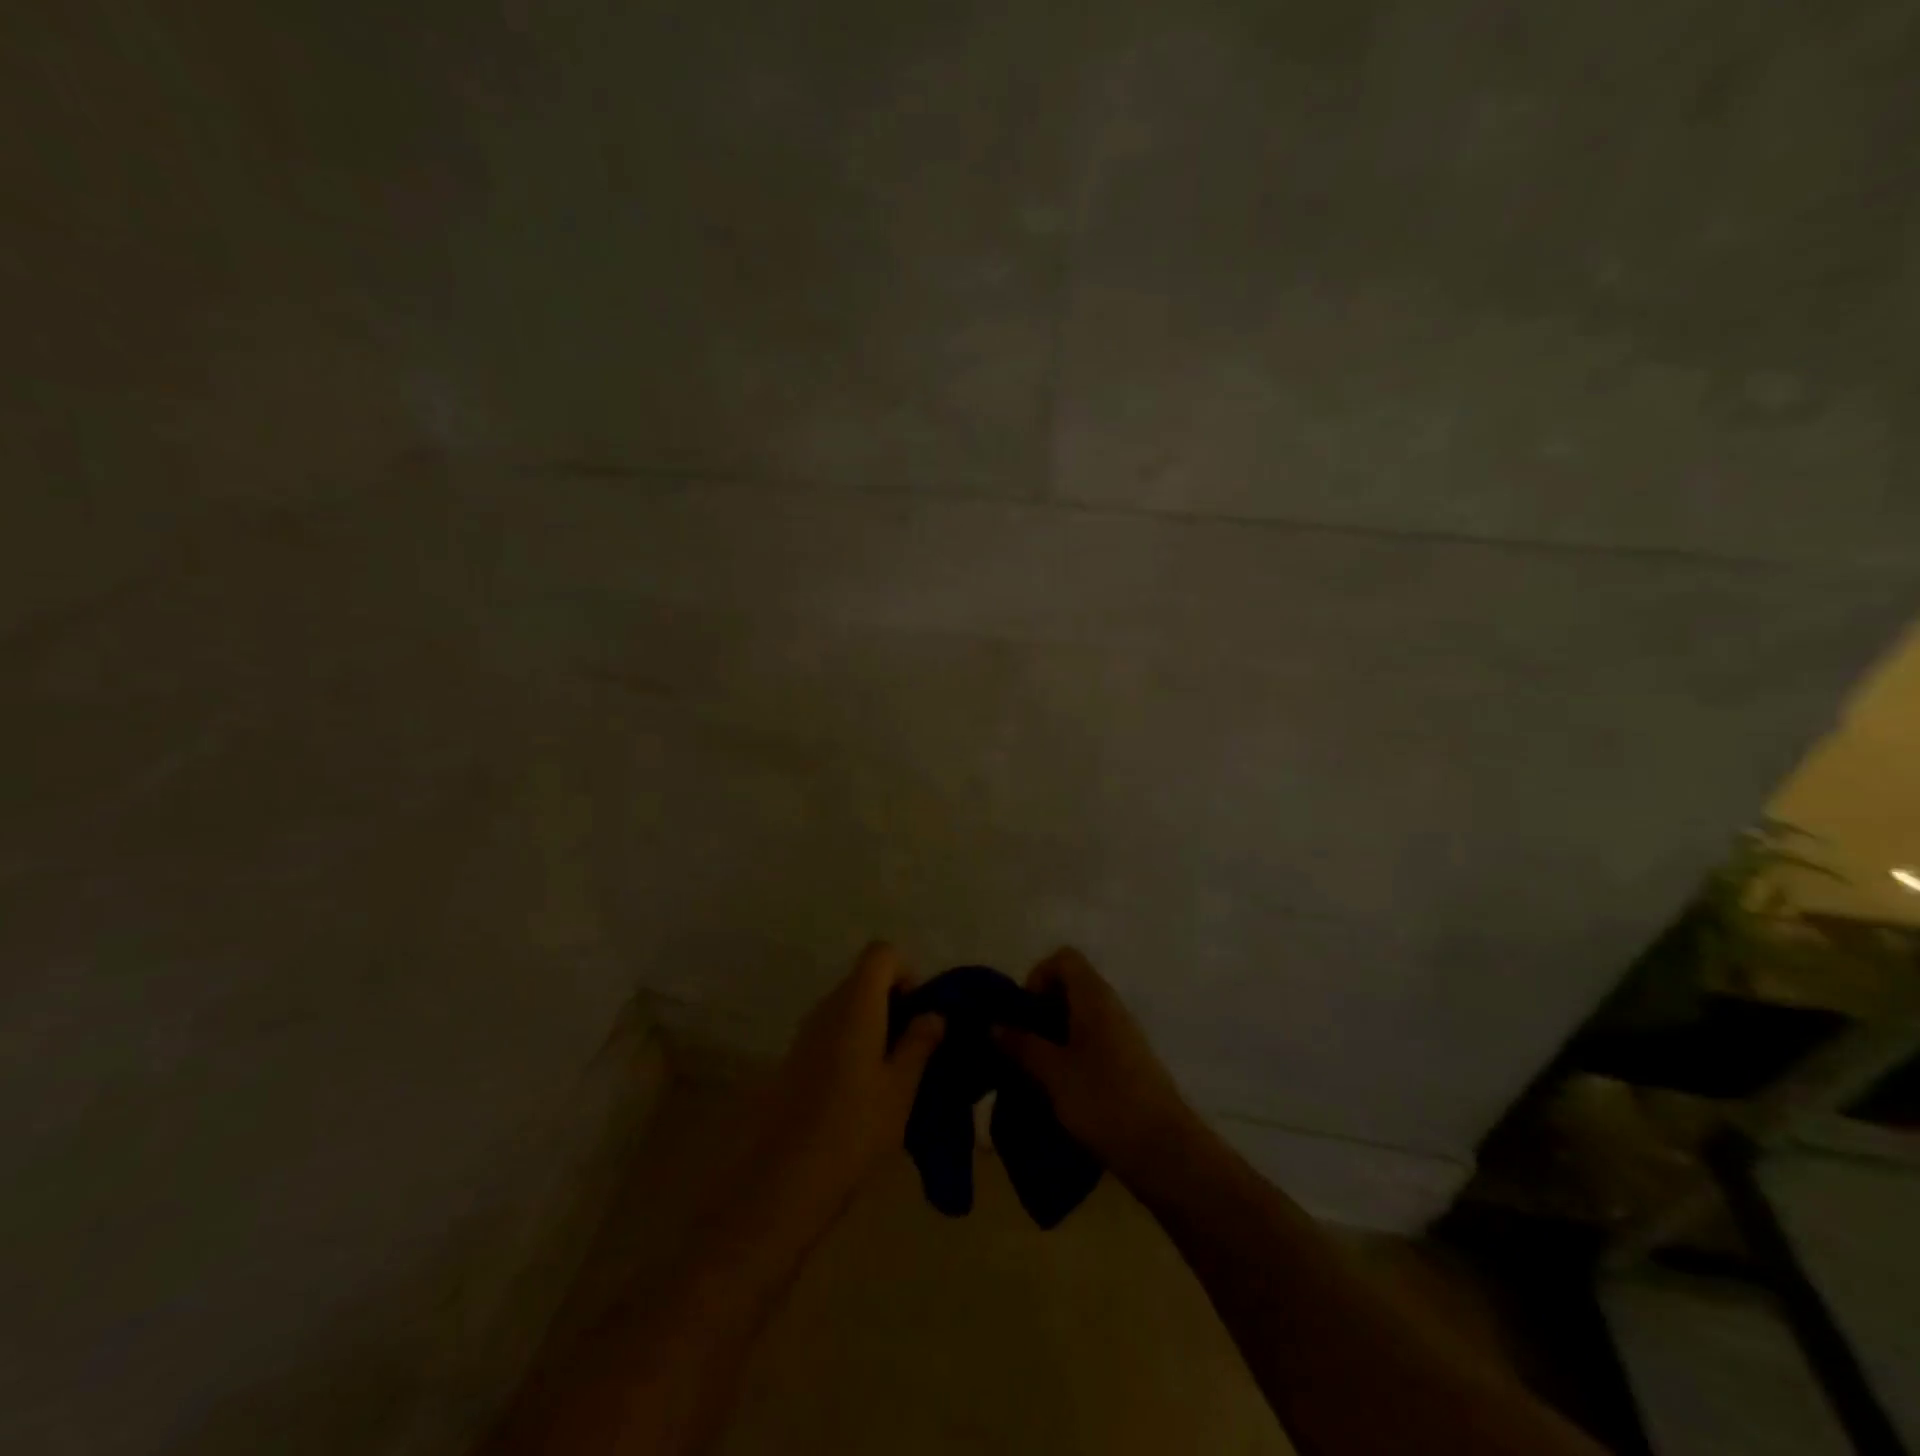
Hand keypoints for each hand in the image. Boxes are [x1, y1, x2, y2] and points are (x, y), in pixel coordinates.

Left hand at [749, 942, 943, 1238]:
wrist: (783, 1180)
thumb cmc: (853, 1128)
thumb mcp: (901, 1088)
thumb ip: (919, 1043)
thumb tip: (934, 1013)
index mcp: (856, 1003)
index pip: (881, 953)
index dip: (906, 971)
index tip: (919, 1012)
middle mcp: (828, 1006)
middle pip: (865, 977)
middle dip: (895, 1000)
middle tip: (916, 1046)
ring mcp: (807, 1031)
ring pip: (850, 1005)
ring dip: (876, 1023)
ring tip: (896, 1072)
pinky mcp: (797, 1057)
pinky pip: (834, 1029)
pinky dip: (855, 1041)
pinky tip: (866, 1089)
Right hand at [997, 947, 1195, 1181]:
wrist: (1165, 1151)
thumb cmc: (1104, 1100)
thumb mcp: (1053, 1074)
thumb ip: (1022, 1045)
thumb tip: (995, 1025)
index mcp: (1094, 997)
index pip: (1064, 958)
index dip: (1038, 976)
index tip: (1024, 1013)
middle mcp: (1111, 1007)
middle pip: (1071, 986)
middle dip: (1041, 1009)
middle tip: (1022, 1044)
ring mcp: (1124, 1035)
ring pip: (1081, 1017)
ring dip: (1054, 1035)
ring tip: (1034, 1069)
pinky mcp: (1129, 1064)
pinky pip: (1093, 1042)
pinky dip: (1072, 1054)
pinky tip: (1060, 1088)